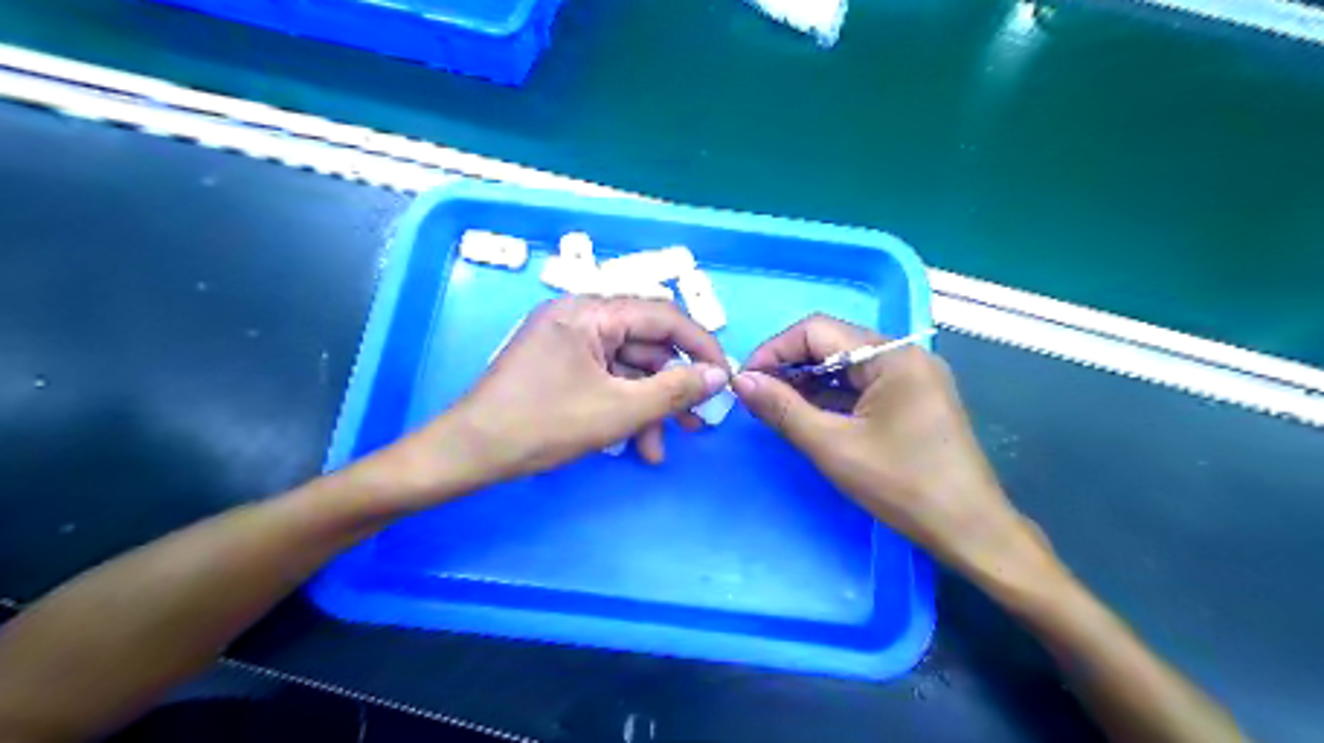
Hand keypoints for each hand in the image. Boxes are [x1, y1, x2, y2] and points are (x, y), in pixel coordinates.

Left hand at [404, 296, 733, 498]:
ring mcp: (567, 342)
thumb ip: (674, 390)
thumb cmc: (542, 424)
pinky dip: (623, 408)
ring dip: (649, 405)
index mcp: (591, 312)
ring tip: (663, 446)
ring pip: (627, 368)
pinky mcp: (559, 365)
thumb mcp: (618, 410)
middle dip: (673, 386)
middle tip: (698, 420)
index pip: (663, 316)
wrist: (468, 453)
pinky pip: (605, 379)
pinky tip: (636, 444)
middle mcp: (580, 317)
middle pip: (646, 344)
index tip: (724, 378)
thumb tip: (717, 376)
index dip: (700, 346)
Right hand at [734, 314, 1046, 574]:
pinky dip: (831, 397)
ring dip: (807, 383)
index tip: (744, 380)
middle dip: (789, 367)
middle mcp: (904, 355)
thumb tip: (740, 381)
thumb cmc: (903, 487)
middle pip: (832, 344)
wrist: (971, 531)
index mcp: (891, 355)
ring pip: (845, 366)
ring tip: (775, 408)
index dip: (774, 350)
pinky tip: (808, 416)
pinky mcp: (913, 399)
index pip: (817, 330)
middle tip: (756, 397)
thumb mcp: (833, 447)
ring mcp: (912, 377)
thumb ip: (782, 409)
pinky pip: (862, 386)